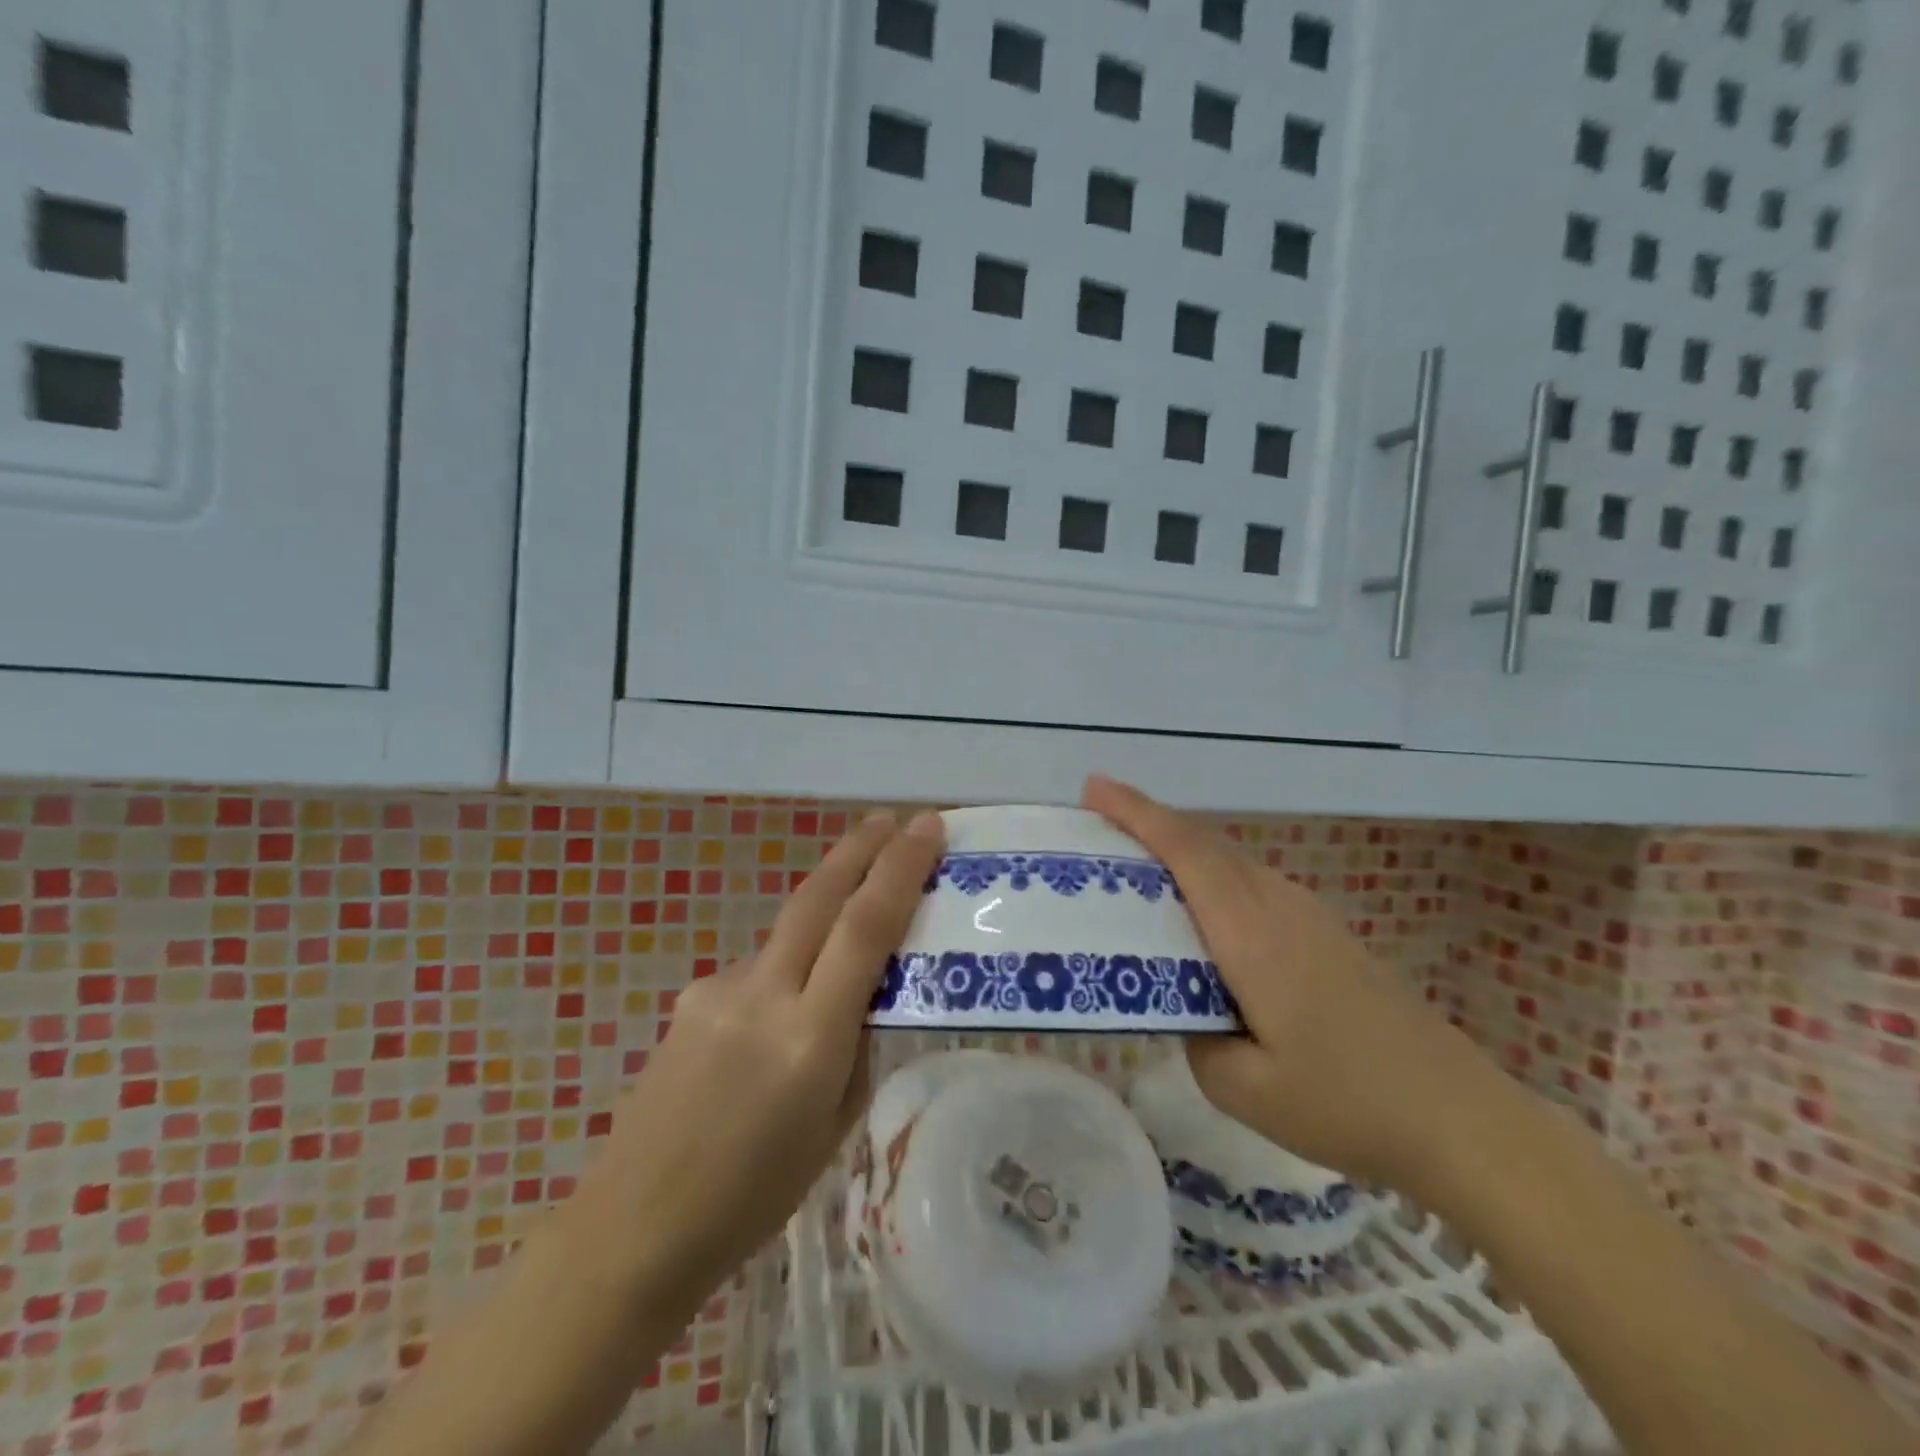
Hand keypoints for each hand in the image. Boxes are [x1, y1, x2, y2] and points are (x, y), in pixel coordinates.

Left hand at [569, 810, 945, 1314]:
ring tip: (846, 943)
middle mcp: (762, 996)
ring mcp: (718, 990)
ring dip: (825, 913)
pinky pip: (758, 969)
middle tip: (891, 818)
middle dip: (859, 849)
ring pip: (789, 931)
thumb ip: (855, 1046)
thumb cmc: (753, 1197)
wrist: (633, 1227)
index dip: (899, 870)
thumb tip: (863, 994)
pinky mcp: (691, 996)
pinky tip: (777, 1021)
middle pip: (818, 897)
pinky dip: (786, 971)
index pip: (864, 928)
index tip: (926, 827)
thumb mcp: (834, 1126)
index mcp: (809, 1038)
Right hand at [1084, 776, 1490, 1186]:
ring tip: (1137, 864)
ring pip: (1232, 859)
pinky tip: (1202, 911)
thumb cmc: (1347, 1103)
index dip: (1137, 813)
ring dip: (1182, 847)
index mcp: (1252, 936)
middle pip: (1205, 843)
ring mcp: (1309, 915)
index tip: (1094, 788)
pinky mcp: (1326, 931)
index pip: (1186, 853)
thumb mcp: (1245, 1090)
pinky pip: (1253, 882)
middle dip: (1148, 821)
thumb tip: (1182, 1005)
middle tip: (1099, 823)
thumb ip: (1194, 1038)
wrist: (1460, 1116)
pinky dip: (1212, 873)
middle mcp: (1279, 908)